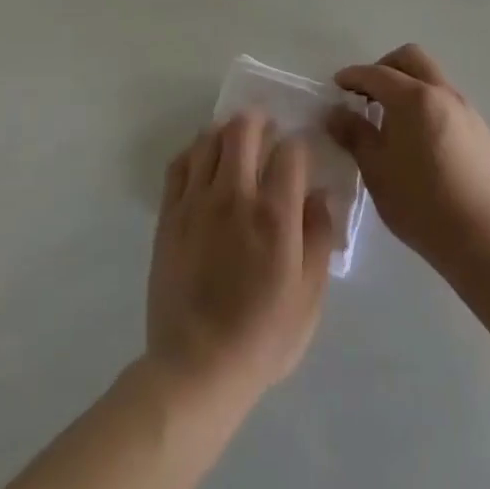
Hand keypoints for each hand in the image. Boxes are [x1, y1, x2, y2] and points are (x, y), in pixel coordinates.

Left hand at [146, 114, 334, 416]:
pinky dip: (194, 152)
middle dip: (260, 122)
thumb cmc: (263, 337)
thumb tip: (320, 194)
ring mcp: (196, 201)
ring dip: (226, 132)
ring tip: (236, 142)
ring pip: (208, 139)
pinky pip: (180, 164)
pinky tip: (204, 162)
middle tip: (267, 131)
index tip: (301, 156)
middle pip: (244, 129)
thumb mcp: (309, 296)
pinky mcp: (169, 214)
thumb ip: (319, 237)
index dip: (300, 146)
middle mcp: (234, 196)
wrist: (197, 367)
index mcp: (274, 215)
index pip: (290, 151)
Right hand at [328, 44, 489, 267]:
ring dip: (411, 87)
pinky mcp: (483, 133)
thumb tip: (335, 113)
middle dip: (386, 67)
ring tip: (395, 120)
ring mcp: (468, 112)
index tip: (337, 85)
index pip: (376, 74)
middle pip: (412, 59)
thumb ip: (353, 133)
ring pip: (435, 80)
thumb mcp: (375, 168)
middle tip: (368, 93)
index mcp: (413, 98)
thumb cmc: (417, 201)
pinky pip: (451, 105)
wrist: (478, 238)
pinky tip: (424, 142)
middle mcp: (443, 94)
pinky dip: (431, 108)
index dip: (353, 76)